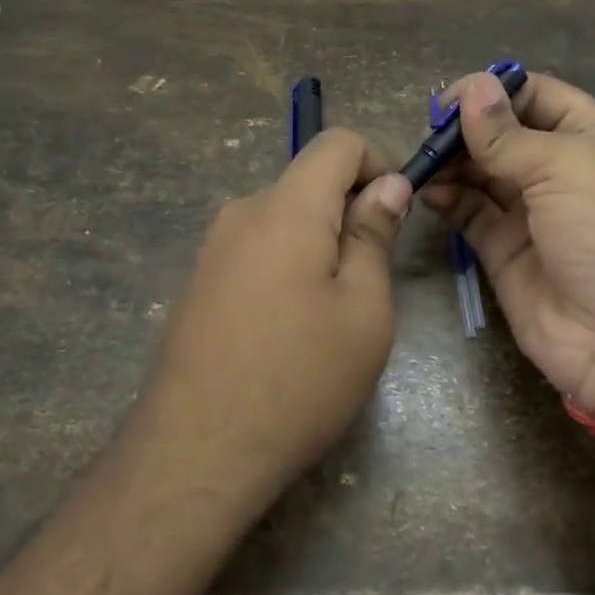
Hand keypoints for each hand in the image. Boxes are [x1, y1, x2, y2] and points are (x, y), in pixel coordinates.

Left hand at [131, 129, 412, 507]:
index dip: (378, 162)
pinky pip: (257, 250)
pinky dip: (288, 266)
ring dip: (320, 244)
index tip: (398, 212)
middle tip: (371, 281)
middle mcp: (241, 214)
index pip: (337, 142)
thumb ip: (374, 236)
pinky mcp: (199, 282)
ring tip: (332, 314)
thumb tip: (387, 185)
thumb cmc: (299, 380)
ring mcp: (212, 249)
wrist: (197, 452)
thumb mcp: (363, 310)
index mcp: (286, 208)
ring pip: (284, 219)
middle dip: (350, 212)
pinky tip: (290, 329)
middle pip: (309, 182)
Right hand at [423, 71, 594, 411]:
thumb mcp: (569, 167)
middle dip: (465, 129)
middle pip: (502, 133)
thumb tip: (471, 88)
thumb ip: (509, 135)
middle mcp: (561, 169)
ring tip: (421, 162)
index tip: (449, 100)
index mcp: (593, 136)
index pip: (536, 95)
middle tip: (427, 134)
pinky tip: (428, 191)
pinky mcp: (505, 251)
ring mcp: (532, 213)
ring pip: (481, 172)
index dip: (493, 91)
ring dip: (451, 162)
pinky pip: (470, 213)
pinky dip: (447, 199)